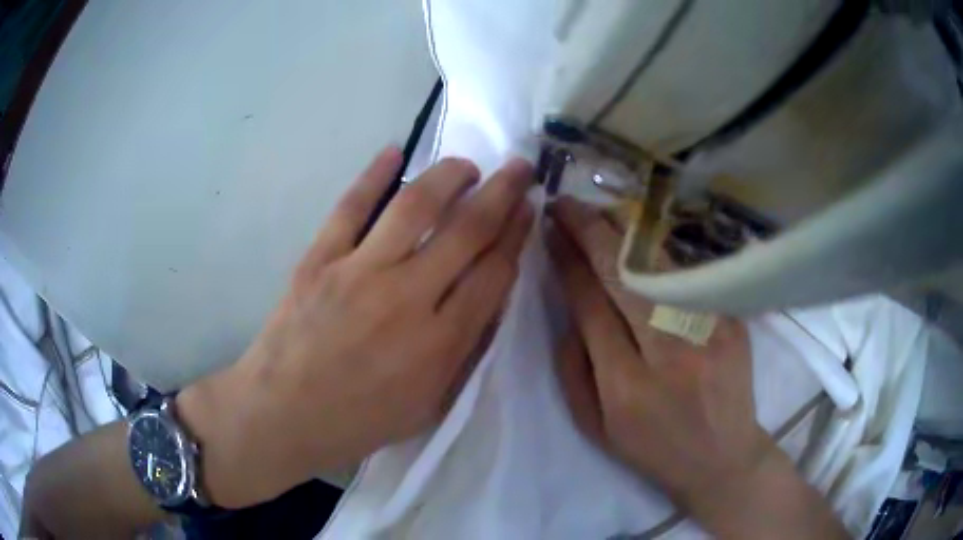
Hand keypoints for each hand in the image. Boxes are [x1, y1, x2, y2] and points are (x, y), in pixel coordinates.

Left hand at [180, 148, 533, 507]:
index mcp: (439, 343)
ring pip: (415, 207)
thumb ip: (463, 353)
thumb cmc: (358, 421)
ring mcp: (359, 272)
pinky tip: (393, 152)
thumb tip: (489, 298)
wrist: (283, 415)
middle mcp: (406, 298)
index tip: (528, 210)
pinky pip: (351, 207)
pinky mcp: (319, 259)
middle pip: (467, 231)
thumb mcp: (428, 406)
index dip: (516, 235)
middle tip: (519, 168)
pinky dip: (373, 175)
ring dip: (449, 176)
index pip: (494, 273)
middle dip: (502, 193)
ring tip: (467, 165)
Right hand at [547, 196, 846, 538]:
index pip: (591, 306)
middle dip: (589, 232)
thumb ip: (572, 368)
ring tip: (597, 211)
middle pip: (624, 276)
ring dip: (623, 231)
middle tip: (564, 205)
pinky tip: (639, 235)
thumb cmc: (652, 447)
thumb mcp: (595, 426)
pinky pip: (688, 274)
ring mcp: (708, 332)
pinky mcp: (731, 321)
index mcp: (626, 386)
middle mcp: (668, 353)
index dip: (568, 262)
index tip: (550, 232)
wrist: (722, 456)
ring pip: (659, 266)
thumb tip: (566, 308)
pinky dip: (659, 250)